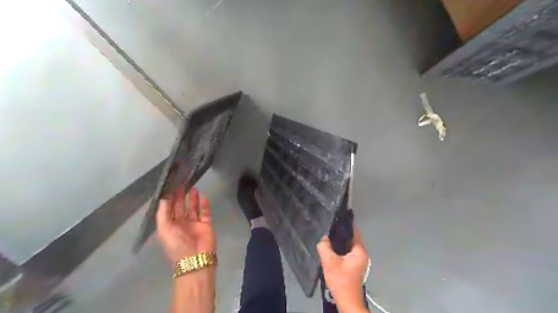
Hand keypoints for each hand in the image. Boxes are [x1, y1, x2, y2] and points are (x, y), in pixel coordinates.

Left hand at [158, 187, 218, 262]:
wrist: (195, 258)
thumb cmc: (176, 244)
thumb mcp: (164, 229)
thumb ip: (163, 213)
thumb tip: (164, 198)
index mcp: (169, 226)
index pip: (169, 209)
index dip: (170, 199)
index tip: (171, 186)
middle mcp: (181, 223)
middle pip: (181, 207)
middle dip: (181, 196)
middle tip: (183, 184)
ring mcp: (194, 224)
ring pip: (193, 208)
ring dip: (193, 199)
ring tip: (193, 188)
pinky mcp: (205, 225)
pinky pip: (205, 213)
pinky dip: (204, 205)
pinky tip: (204, 197)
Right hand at [319, 228, 369, 312]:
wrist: (346, 300)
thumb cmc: (341, 280)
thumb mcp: (329, 261)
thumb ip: (324, 246)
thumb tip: (323, 237)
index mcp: (360, 251)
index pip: (354, 231)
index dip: (345, 223)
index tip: (335, 217)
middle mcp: (362, 253)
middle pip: (351, 237)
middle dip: (340, 232)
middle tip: (328, 227)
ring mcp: (358, 260)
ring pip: (348, 245)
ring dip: (339, 241)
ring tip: (327, 236)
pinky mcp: (354, 265)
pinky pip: (347, 252)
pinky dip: (340, 249)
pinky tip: (330, 249)